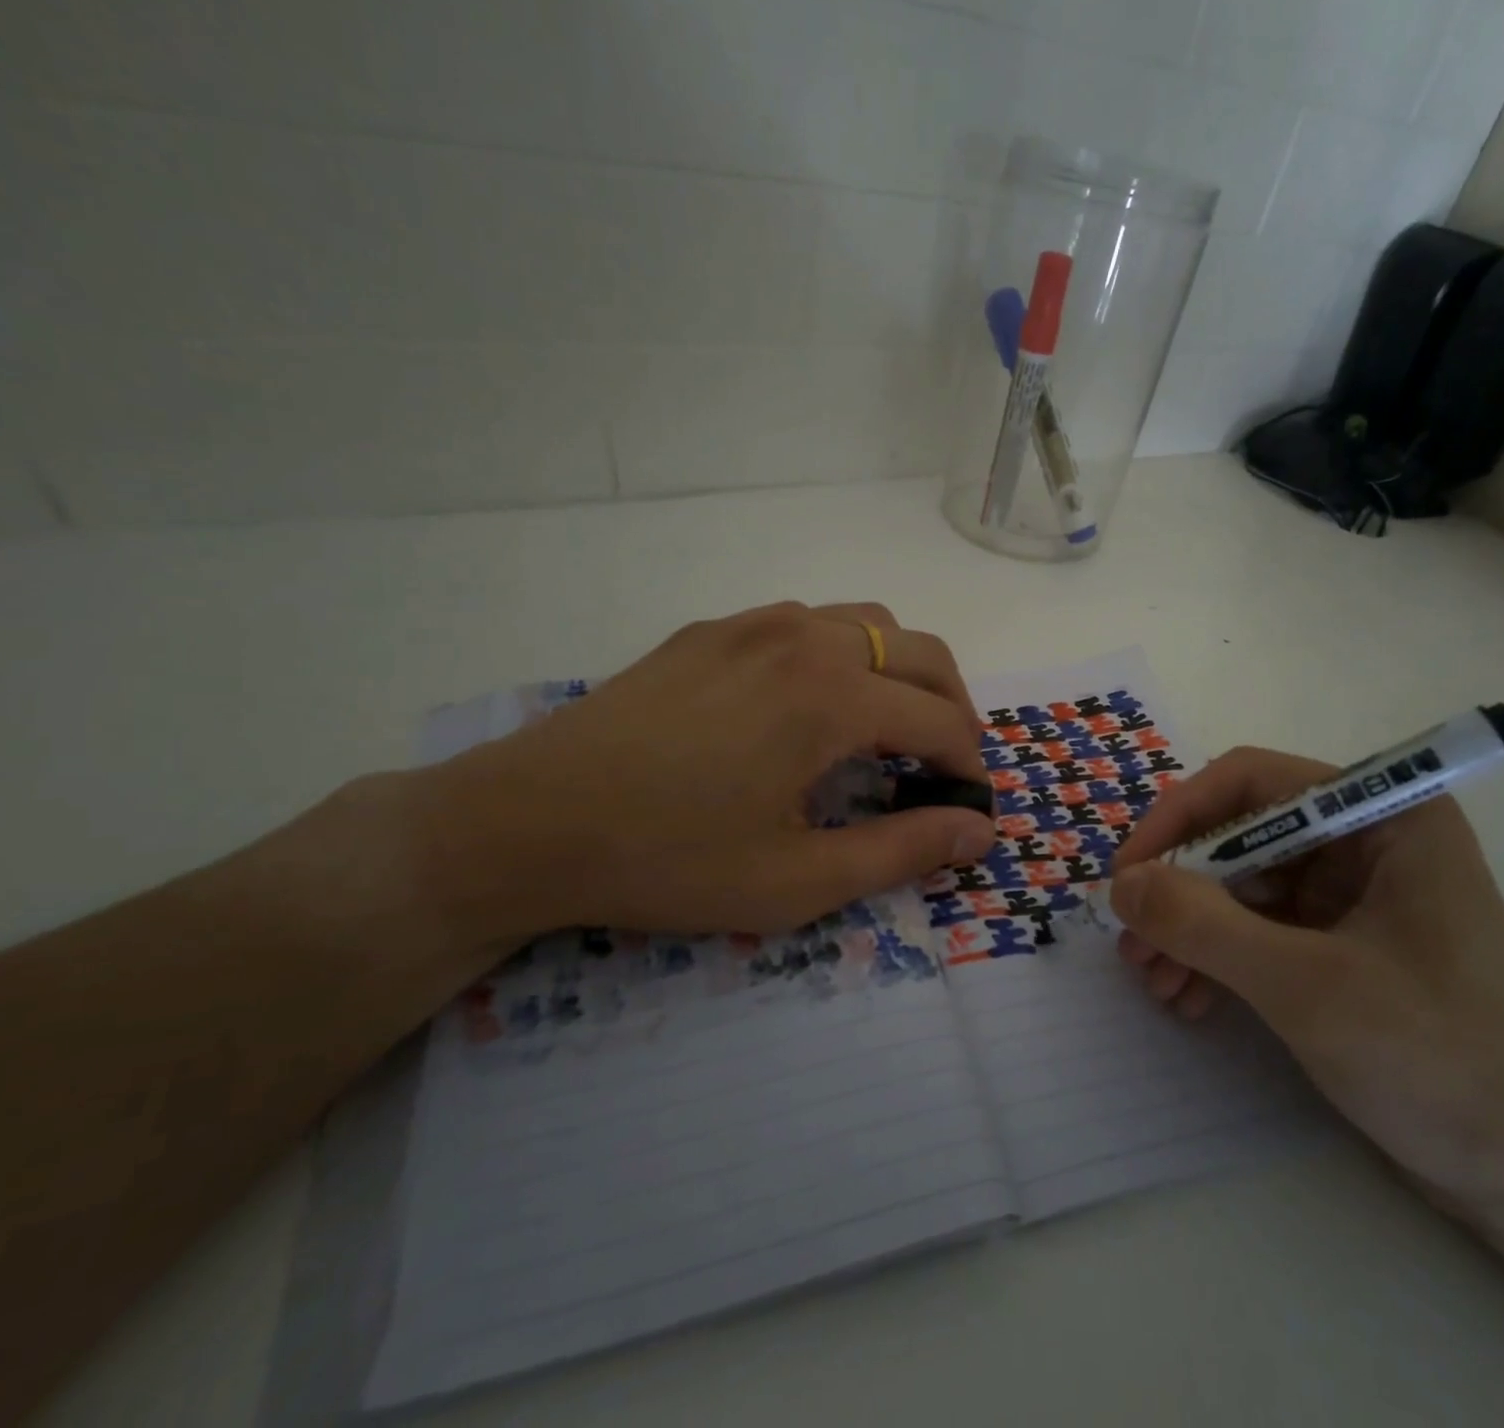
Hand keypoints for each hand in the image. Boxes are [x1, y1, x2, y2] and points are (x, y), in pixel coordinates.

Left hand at [417, 602, 996, 940]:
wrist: (524, 822)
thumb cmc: (668, 860)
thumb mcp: (796, 881)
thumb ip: (901, 852)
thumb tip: (978, 830)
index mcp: (831, 696)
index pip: (939, 720)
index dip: (969, 765)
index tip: (970, 806)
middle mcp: (803, 638)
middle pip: (920, 652)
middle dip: (953, 707)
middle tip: (948, 764)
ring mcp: (752, 624)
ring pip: (866, 622)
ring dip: (900, 670)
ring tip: (891, 728)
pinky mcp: (711, 630)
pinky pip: (807, 622)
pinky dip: (843, 654)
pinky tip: (814, 704)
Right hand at [1109, 747, 1503, 1204]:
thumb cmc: (1437, 1060)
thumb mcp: (1304, 985)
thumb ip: (1203, 925)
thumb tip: (1120, 885)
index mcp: (1383, 816)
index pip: (1252, 782)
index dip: (1179, 817)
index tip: (1130, 874)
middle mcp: (1365, 841)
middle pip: (1239, 836)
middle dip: (1179, 890)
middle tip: (1132, 943)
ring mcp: (1352, 894)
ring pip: (1240, 886)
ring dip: (1189, 929)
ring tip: (1153, 982)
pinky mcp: (1340, 943)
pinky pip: (1257, 928)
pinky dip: (1216, 957)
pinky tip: (1189, 1000)